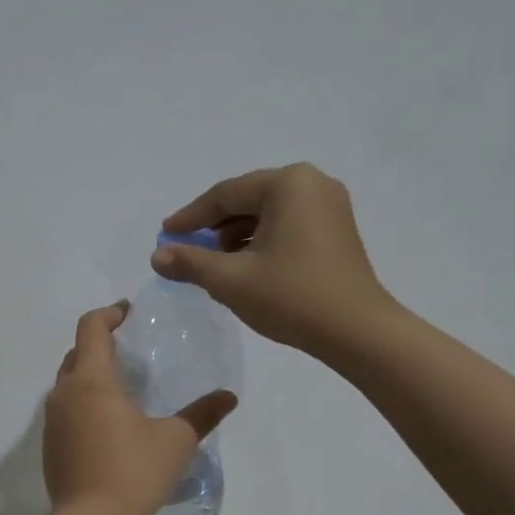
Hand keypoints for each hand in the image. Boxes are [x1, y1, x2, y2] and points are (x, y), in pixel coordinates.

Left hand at [44, 303, 236, 514]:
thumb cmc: (134, 472)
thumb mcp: (176, 440)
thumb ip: (202, 414)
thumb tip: (228, 397)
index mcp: (92, 380)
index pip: (91, 327)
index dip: (109, 313)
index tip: (129, 312)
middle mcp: (65, 392)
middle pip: (77, 352)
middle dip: (100, 342)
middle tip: (129, 348)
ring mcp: (52, 420)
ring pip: (68, 382)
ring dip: (89, 374)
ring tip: (120, 385)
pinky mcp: (49, 444)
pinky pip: (64, 408)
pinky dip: (82, 401)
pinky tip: (106, 422)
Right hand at [154, 163, 395, 355]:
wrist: (356, 331)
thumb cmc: (291, 297)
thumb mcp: (230, 280)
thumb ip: (190, 263)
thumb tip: (157, 256)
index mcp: (287, 185)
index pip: (225, 195)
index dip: (191, 217)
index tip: (166, 235)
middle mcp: (312, 184)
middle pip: (247, 200)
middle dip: (214, 227)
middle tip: (187, 249)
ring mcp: (329, 206)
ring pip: (267, 214)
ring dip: (236, 236)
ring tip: (214, 264)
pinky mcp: (337, 230)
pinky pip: (287, 225)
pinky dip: (261, 242)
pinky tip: (245, 267)